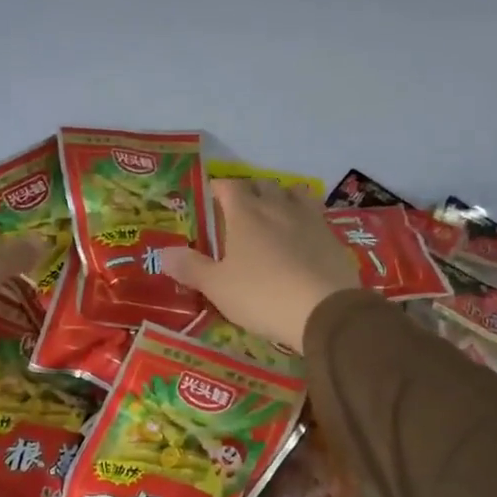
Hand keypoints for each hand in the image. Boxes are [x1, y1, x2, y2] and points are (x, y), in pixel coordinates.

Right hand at [161, 180, 359, 351]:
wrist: (324, 311)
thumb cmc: (262, 295)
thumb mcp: (218, 287)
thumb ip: (191, 267)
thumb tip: (163, 253)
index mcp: (245, 213)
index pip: (228, 186)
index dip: (218, 189)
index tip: (210, 200)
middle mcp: (277, 207)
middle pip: (262, 185)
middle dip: (250, 192)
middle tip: (240, 211)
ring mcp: (309, 219)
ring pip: (294, 193)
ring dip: (282, 198)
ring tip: (274, 216)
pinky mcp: (333, 236)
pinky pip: (316, 216)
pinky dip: (305, 220)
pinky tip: (302, 238)